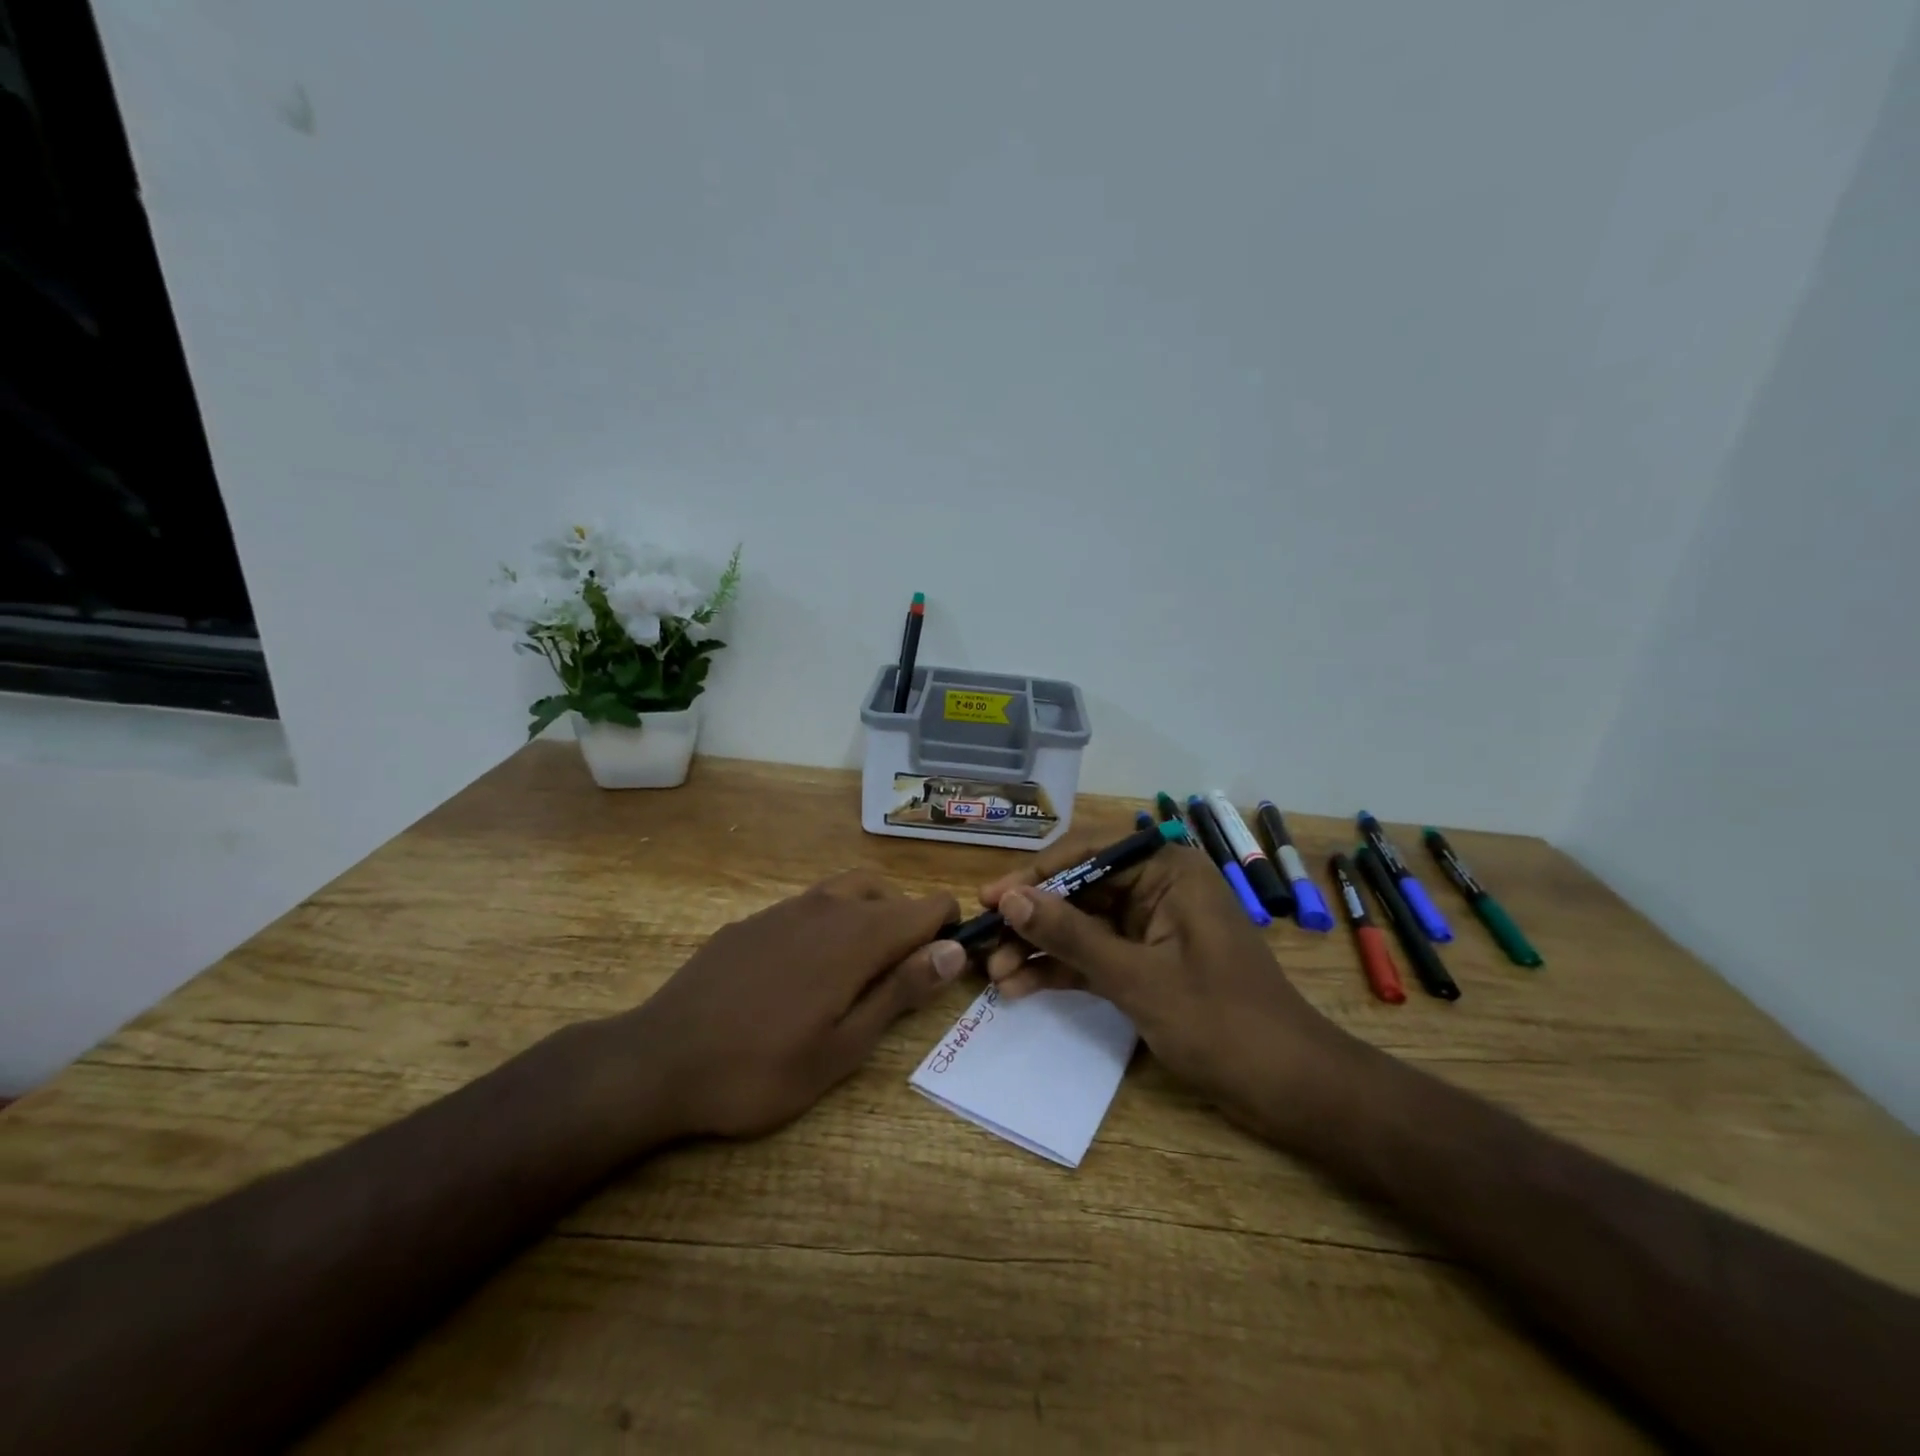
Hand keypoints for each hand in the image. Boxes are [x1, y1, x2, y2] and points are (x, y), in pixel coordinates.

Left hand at [617, 869, 964, 1139]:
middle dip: (908, 925)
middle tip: (898, 981)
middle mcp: (828, 906)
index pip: (928, 906)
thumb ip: (901, 991)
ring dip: (869, 918)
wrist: (659, 1059)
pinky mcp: (754, 919)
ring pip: (849, 892)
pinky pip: (809, 906)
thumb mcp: (843, 1047)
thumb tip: (953, 950)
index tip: (944, 967)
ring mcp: (786, 908)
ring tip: (856, 974)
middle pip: (890, 894)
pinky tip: (802, 973)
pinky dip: (829, 923)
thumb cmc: (761, 1068)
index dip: (949, 930)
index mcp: (859, 936)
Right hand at [978, 840, 1360, 1145]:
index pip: (1088, 854)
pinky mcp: (1149, 964)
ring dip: (1040, 949)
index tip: (990, 898)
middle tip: (983, 945)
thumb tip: (1010, 898)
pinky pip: (1096, 956)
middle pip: (1080, 891)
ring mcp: (1152, 928)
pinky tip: (1022, 988)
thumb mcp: (1137, 977)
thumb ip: (1071, 935)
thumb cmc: (1222, 1023)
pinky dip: (1063, 970)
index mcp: (1168, 871)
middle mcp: (1158, 889)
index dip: (1035, 875)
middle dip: (1032, 920)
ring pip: (1083, 927)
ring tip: (994, 976)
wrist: (1292, 1090)